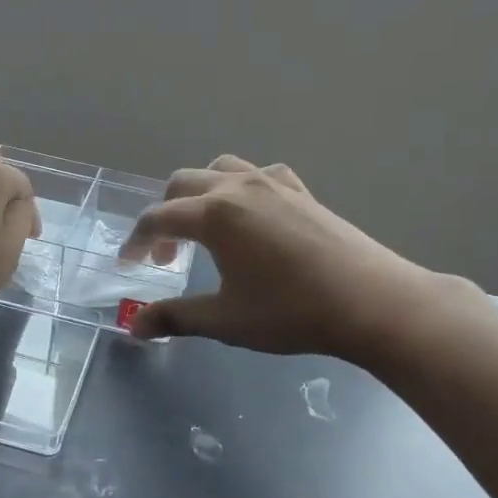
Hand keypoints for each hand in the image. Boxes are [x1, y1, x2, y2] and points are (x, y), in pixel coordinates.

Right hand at [122, 156, 460, 362]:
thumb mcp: (225, 320)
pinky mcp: (301, 191)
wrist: (370, 301)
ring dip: (199, 194)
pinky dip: (241, 188)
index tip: (127, 266)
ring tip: (203, 228)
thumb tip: (133, 328)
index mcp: (213, 214)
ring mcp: (273, 184)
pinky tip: (251, 216)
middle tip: (167, 257)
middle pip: (182, 184)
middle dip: (165, 216)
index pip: (158, 219)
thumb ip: (174, 318)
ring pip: (220, 170)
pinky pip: (259, 175)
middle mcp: (238, 188)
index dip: (135, 242)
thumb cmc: (290, 312)